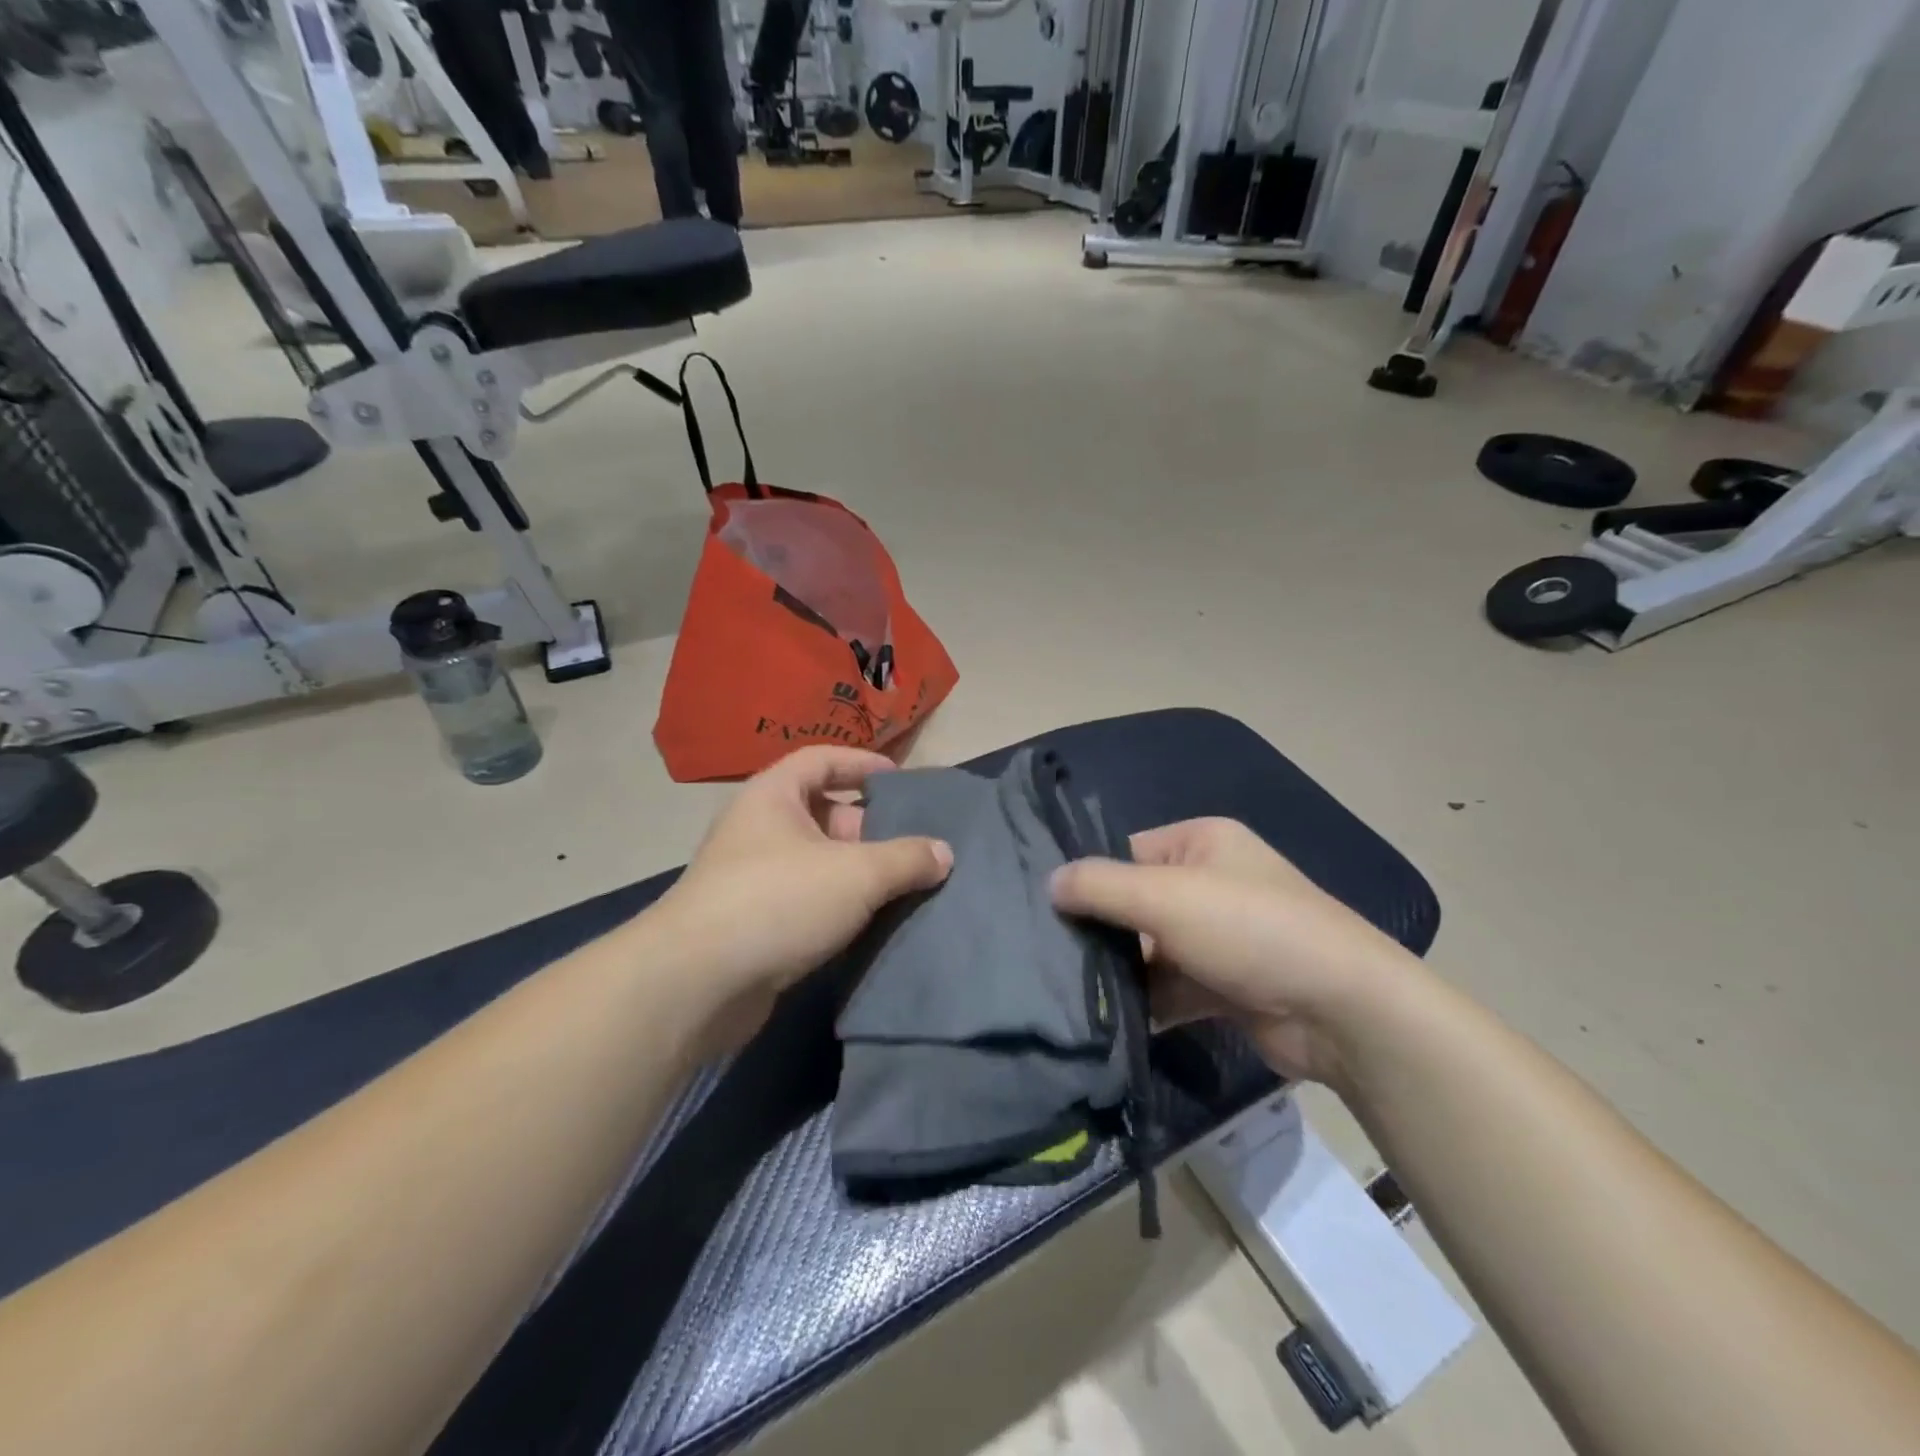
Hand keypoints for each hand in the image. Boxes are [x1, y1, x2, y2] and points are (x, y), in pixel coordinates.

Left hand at [654, 746, 952, 1046]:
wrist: (697, 983)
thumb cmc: (779, 901)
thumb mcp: (856, 873)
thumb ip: (906, 859)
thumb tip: (944, 853)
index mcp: (774, 795)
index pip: (822, 759)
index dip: (864, 763)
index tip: (902, 781)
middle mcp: (759, 828)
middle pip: (824, 812)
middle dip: (870, 827)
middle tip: (915, 845)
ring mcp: (752, 876)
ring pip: (818, 861)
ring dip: (858, 871)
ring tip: (906, 885)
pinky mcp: (754, 921)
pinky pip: (807, 898)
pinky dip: (838, 904)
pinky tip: (871, 922)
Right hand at [1050, 818, 1421, 1084]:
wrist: (1341, 1010)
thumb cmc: (1249, 929)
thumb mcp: (1165, 896)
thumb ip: (1100, 886)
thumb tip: (1048, 883)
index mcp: (1200, 842)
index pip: (1125, 852)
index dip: (1087, 879)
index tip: (1042, 910)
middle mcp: (1209, 882)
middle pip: (1135, 903)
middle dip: (1100, 932)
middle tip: (1047, 957)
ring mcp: (1219, 937)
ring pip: (1150, 950)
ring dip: (1119, 972)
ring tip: (1064, 992)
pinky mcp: (1224, 985)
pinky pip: (1170, 987)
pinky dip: (1144, 1002)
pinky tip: (1104, 1022)